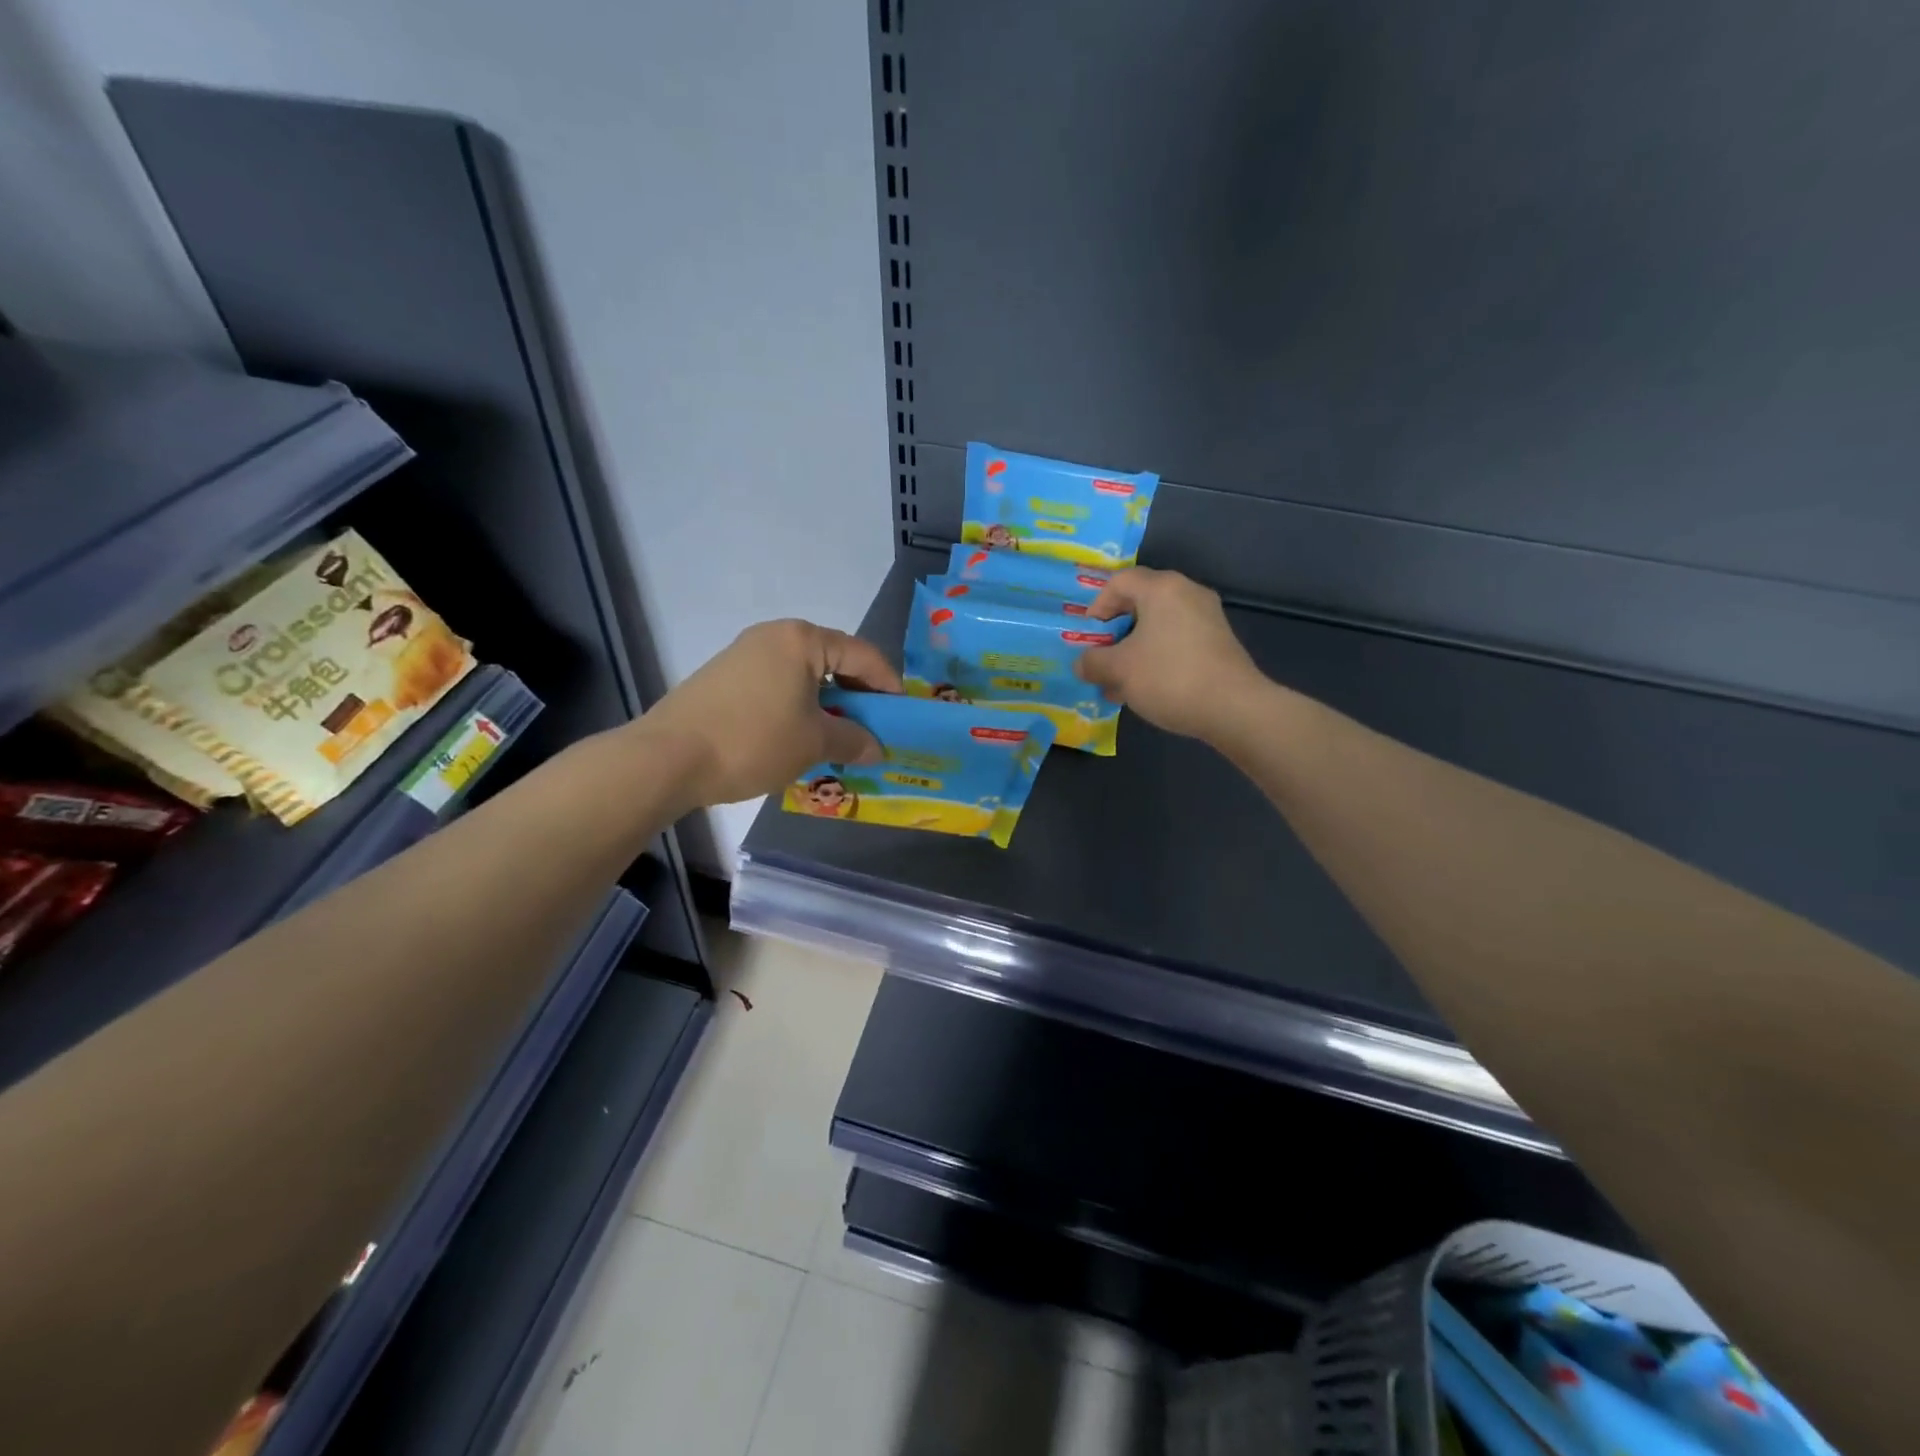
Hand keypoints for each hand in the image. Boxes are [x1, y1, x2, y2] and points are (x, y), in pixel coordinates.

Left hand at [634, 619, 901, 806]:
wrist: (667, 757)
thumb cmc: (754, 740)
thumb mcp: (814, 743)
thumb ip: (854, 740)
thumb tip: (878, 748)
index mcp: (803, 640)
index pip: (862, 654)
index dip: (888, 684)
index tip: (901, 714)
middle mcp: (774, 636)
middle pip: (832, 660)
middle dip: (856, 696)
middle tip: (871, 728)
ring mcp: (744, 654)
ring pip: (802, 675)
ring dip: (826, 704)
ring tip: (836, 737)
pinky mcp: (723, 677)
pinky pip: (776, 685)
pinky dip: (796, 707)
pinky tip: (797, 737)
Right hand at [1076, 568, 1268, 742]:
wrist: (1234, 708)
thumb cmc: (1169, 677)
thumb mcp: (1119, 670)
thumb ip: (1093, 662)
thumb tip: (1082, 663)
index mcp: (1161, 588)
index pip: (1119, 582)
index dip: (1096, 606)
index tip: (1088, 636)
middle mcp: (1187, 593)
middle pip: (1139, 602)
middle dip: (1114, 632)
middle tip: (1101, 658)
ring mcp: (1207, 617)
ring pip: (1158, 625)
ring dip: (1134, 649)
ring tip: (1119, 681)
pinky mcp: (1218, 641)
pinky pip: (1177, 639)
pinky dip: (1157, 656)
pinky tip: (1147, 687)